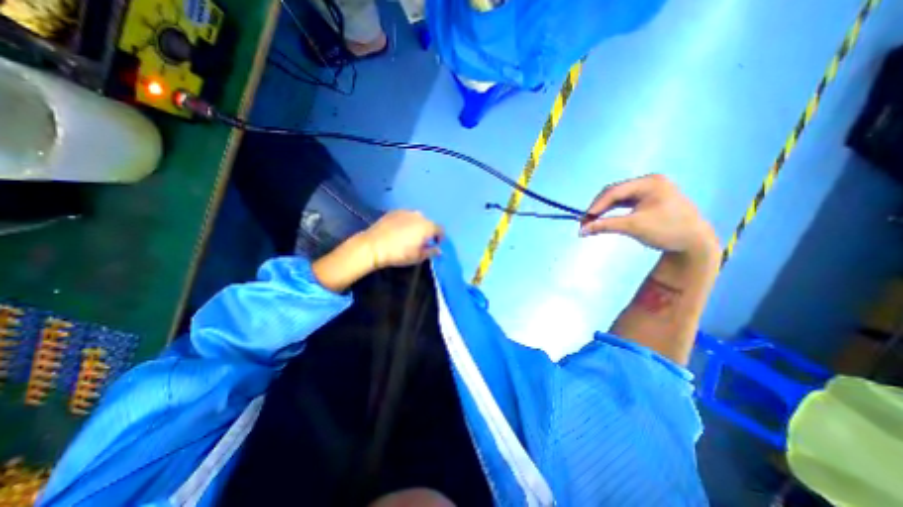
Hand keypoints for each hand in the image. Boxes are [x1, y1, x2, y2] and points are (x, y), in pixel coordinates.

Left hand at [360, 210, 443, 268]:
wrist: (374, 245)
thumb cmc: (399, 254)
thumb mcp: (418, 257)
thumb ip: (431, 252)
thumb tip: (439, 250)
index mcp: (427, 226)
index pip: (440, 229)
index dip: (440, 237)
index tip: (435, 244)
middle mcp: (419, 216)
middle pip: (429, 223)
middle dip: (428, 231)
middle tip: (422, 241)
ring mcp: (406, 212)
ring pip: (417, 218)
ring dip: (417, 226)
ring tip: (410, 235)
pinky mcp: (394, 211)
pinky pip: (406, 216)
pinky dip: (406, 222)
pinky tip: (399, 230)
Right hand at [579, 175, 720, 257]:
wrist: (695, 243)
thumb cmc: (667, 231)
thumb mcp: (633, 227)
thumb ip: (605, 226)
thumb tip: (581, 231)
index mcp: (649, 183)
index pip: (614, 191)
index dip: (596, 205)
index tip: (583, 220)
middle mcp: (649, 182)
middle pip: (615, 193)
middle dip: (598, 208)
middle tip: (585, 222)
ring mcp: (649, 190)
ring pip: (618, 198)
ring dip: (604, 210)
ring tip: (591, 222)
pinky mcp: (648, 200)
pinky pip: (624, 203)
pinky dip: (613, 212)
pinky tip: (604, 219)